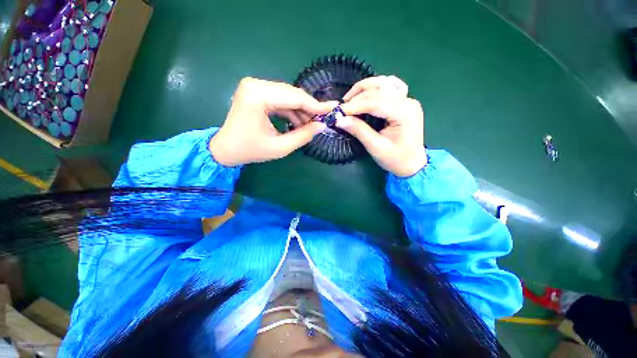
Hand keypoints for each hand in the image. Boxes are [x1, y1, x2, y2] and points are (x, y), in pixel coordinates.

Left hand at [209, 78, 335, 165]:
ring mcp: (254, 86)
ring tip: (310, 125)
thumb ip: (303, 136)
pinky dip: (291, 110)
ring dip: (301, 110)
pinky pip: (280, 99)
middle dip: (309, 108)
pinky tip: (298, 122)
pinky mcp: (255, 92)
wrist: (225, 149)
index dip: (315, 105)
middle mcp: (255, 84)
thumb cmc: (250, 150)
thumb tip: (322, 126)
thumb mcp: (280, 147)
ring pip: (287, 96)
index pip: (295, 97)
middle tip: (322, 120)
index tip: (332, 110)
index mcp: (258, 96)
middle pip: (292, 94)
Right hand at [337, 76, 427, 176]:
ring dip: (365, 88)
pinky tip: (367, 93)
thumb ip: (359, 131)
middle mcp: (408, 102)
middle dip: (358, 96)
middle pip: (380, 89)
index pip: (376, 102)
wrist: (412, 164)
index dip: (355, 105)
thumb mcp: (375, 147)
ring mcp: (408, 100)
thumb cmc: (395, 159)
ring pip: (385, 83)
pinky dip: (377, 87)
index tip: (339, 110)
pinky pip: (391, 87)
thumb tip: (339, 119)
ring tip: (350, 99)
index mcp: (404, 114)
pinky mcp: (405, 102)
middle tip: (342, 107)